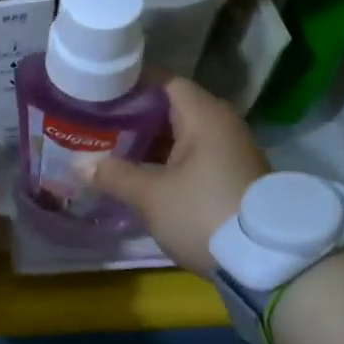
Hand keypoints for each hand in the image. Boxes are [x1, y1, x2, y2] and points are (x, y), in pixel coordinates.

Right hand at [90, 78, 268, 274]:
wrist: (264, 261)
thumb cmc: (202, 213)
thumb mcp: (151, 196)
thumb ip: (114, 175)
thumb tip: (79, 165)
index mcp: (205, 116)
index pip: (164, 82)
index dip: (131, 84)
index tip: (99, 91)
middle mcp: (222, 126)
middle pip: (172, 109)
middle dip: (134, 116)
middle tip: (97, 123)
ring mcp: (230, 153)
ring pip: (182, 137)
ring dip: (149, 143)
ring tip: (110, 149)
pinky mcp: (231, 179)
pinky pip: (192, 158)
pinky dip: (166, 161)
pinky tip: (139, 175)